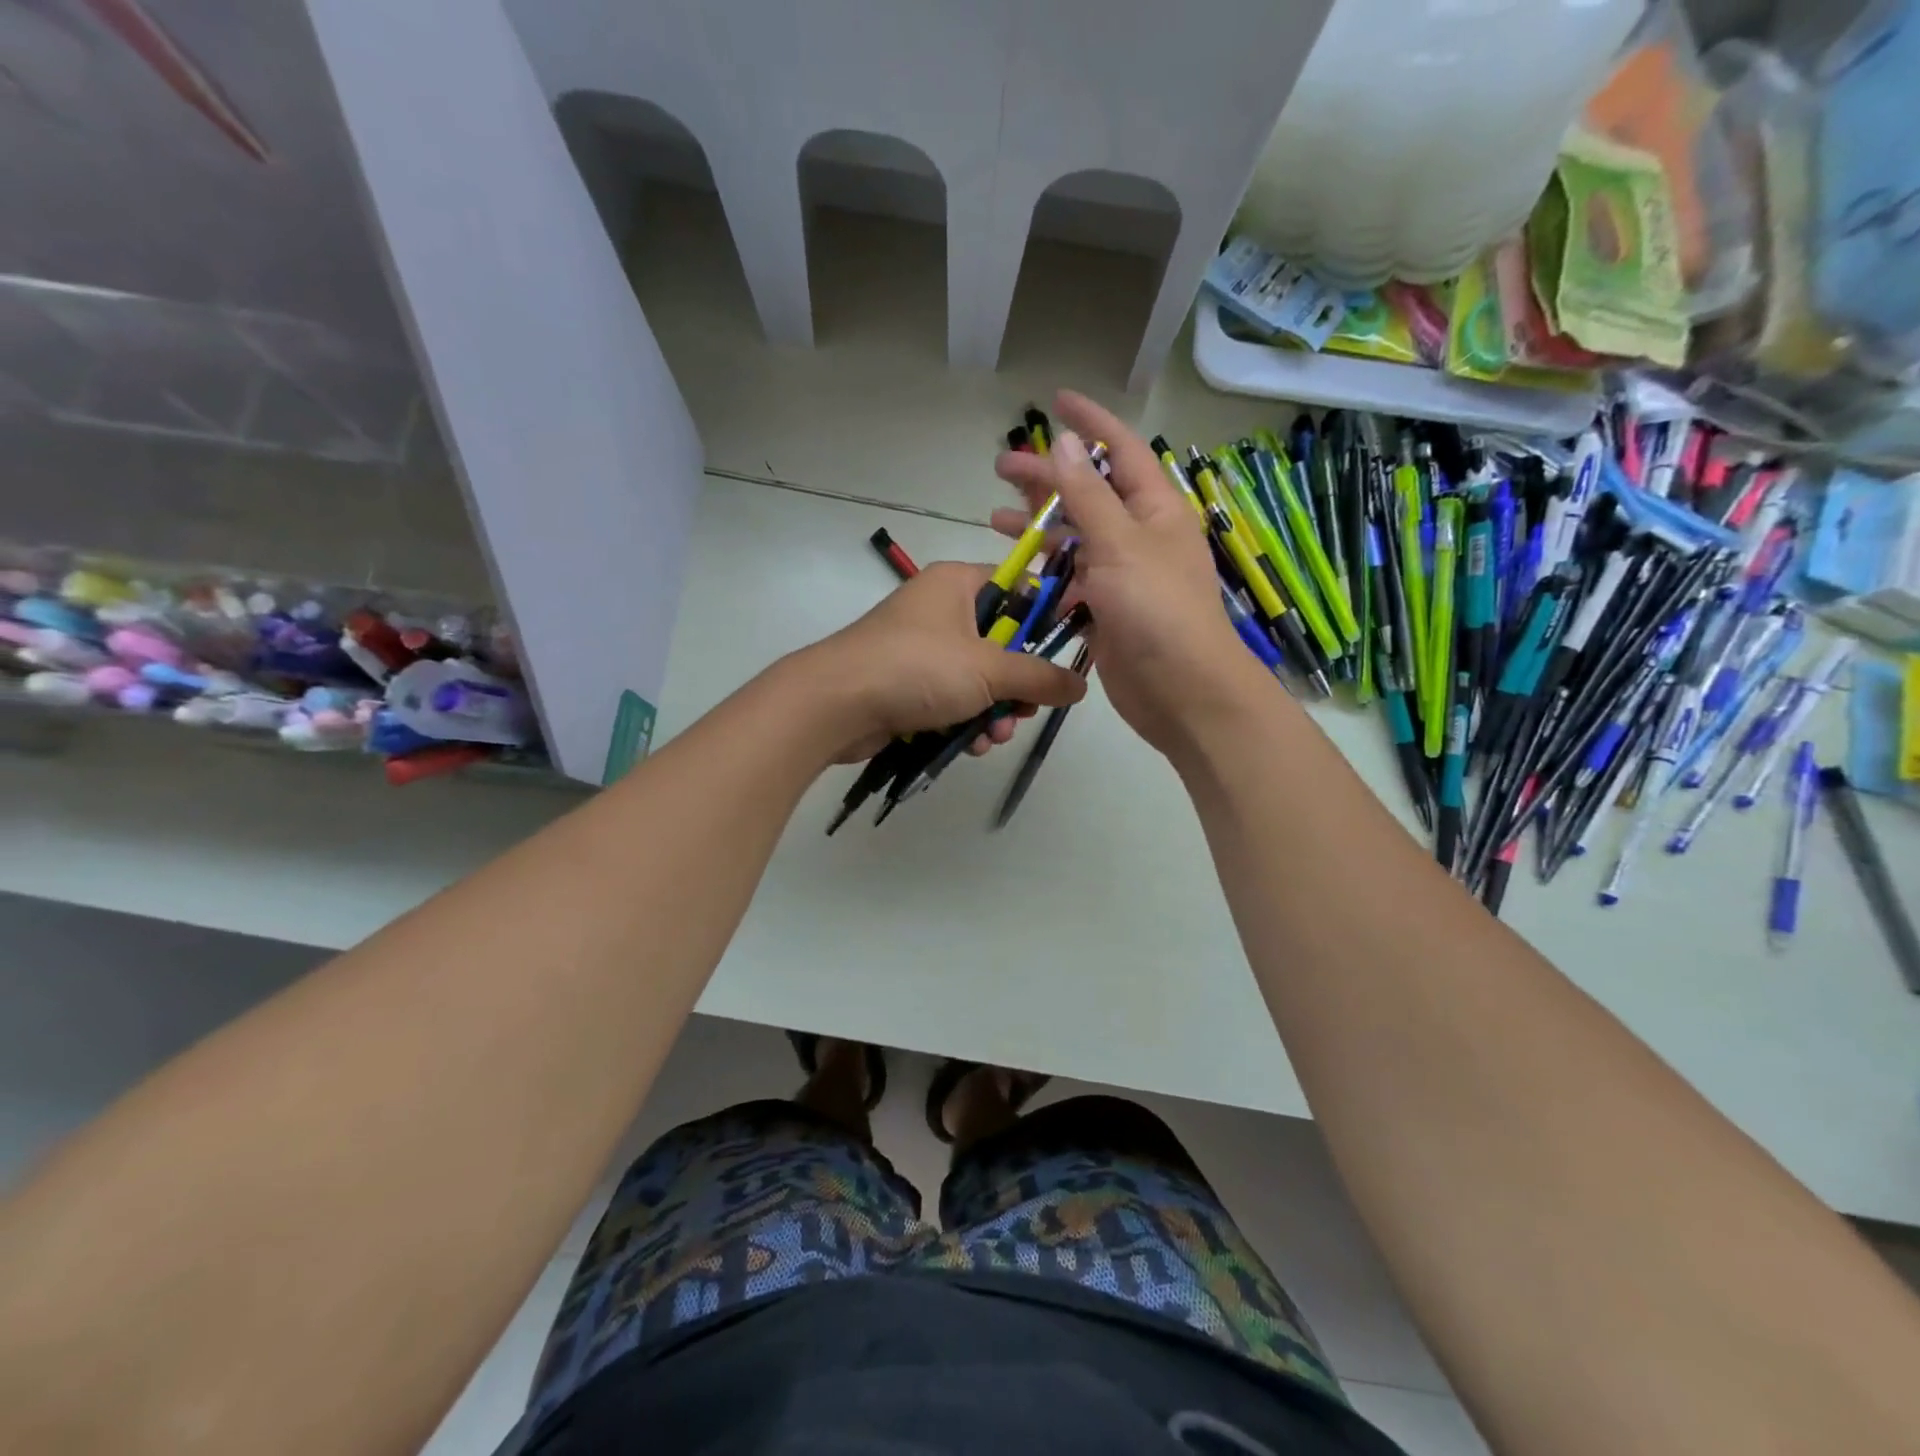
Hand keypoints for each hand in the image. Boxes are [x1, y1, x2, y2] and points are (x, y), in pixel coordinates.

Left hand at [795, 561, 1088, 763]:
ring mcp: (920, 649)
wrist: (835, 705)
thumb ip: (1039, 677)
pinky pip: (951, 699)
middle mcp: (939, 610)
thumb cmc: (917, 668)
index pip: (1016, 586)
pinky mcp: (907, 685)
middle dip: (1016, 684)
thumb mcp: (988, 670)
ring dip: (994, 710)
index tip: (1064, 652)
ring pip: (977, 678)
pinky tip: (972, 745)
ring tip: (994, 735)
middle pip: (1000, 642)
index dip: (1044, 618)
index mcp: (957, 583)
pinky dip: (965, 721)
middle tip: (1025, 709)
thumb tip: (1081, 685)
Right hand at [992, 391, 1268, 756]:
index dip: (1090, 423)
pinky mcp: (1106, 609)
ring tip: (995, 517)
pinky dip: (1044, 572)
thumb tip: (1063, 442)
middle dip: (1048, 478)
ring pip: (1075, 538)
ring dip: (1039, 526)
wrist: (1181, 691)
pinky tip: (1016, 568)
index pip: (1121, 450)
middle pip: (1089, 493)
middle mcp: (1140, 536)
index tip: (1056, 401)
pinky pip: (1070, 580)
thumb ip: (1087, 494)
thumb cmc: (1157, 610)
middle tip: (1002, 467)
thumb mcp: (1119, 544)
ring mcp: (1122, 575)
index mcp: (1155, 509)